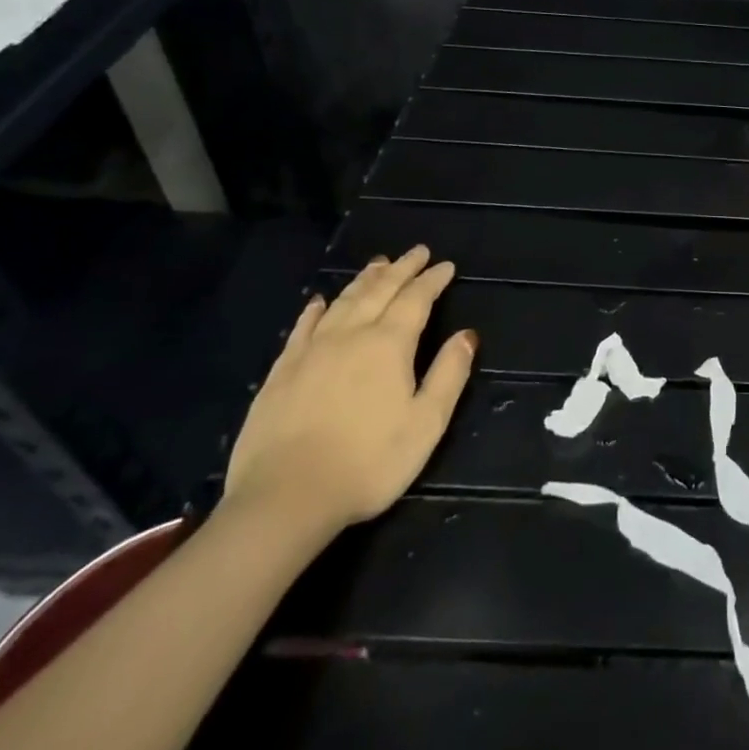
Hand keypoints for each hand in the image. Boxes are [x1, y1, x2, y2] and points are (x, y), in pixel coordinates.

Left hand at [224, 247, 476, 540]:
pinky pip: (303, 327)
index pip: (416, 299)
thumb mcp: (426, 423)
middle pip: (380, 290)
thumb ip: (449, 374)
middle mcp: (351, 335)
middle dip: (402, 268)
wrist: (284, 498)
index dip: (432, 280)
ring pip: (344, 301)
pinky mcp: (281, 371)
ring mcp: (311, 350)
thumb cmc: (368, 463)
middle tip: (417, 251)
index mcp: (389, 344)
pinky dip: (317, 309)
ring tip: (379, 263)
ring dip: (365, 279)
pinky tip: (321, 301)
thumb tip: (467, 335)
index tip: (446, 266)